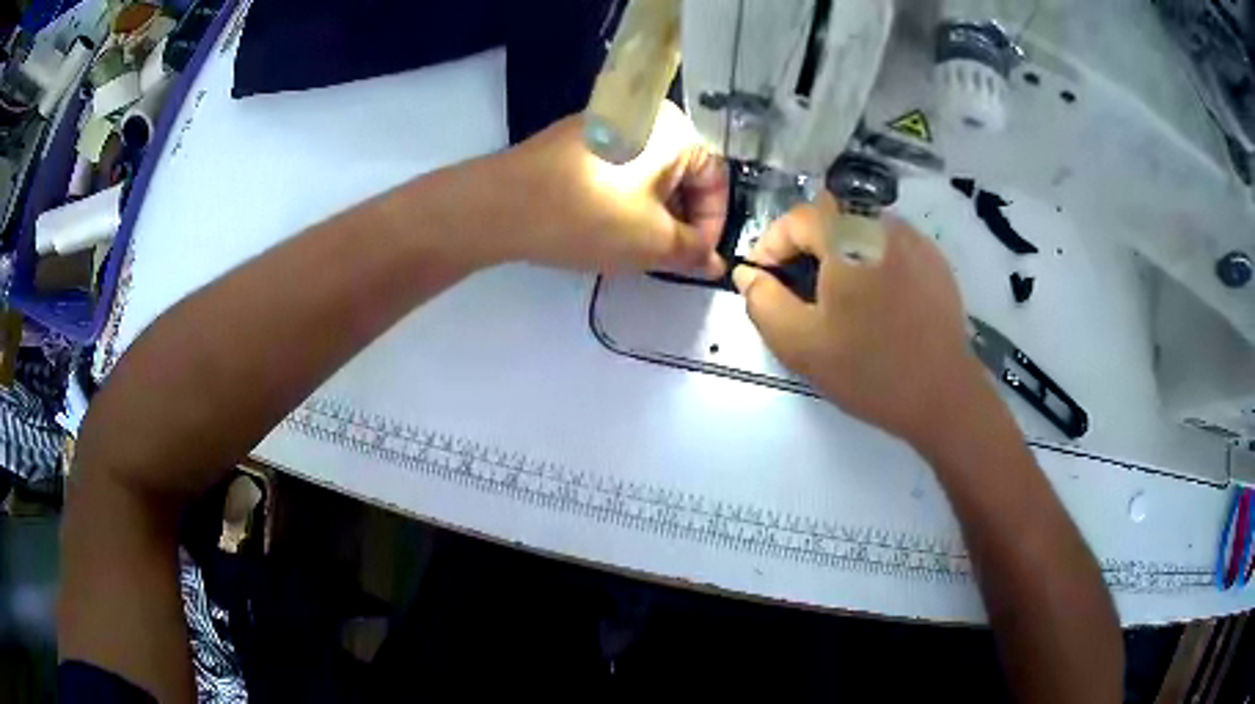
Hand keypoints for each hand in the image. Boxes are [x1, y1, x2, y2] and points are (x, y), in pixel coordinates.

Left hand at [493, 101, 727, 276]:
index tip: (695, 260)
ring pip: (649, 174)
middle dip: (679, 221)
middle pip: (682, 175)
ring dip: (652, 213)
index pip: (716, 181)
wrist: (502, 204)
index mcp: (676, 130)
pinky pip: (619, 169)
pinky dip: (624, 199)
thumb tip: (715, 263)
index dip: (711, 227)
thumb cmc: (590, 217)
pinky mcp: (578, 137)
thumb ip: (694, 253)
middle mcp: (647, 116)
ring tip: (634, 248)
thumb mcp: (653, 242)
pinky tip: (605, 226)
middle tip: (665, 258)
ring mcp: (608, 122)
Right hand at [732, 195, 985, 446]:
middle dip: (805, 241)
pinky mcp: (935, 260)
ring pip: (862, 225)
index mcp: (848, 238)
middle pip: (831, 214)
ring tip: (837, 291)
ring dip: (840, 247)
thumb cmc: (869, 370)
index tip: (762, 276)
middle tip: (797, 282)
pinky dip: (871, 257)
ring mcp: (915, 240)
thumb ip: (763, 303)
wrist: (943, 396)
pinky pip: (891, 243)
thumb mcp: (801, 344)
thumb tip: (748, 274)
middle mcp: (883, 224)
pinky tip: (875, 298)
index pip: (796, 218)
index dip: (771, 243)